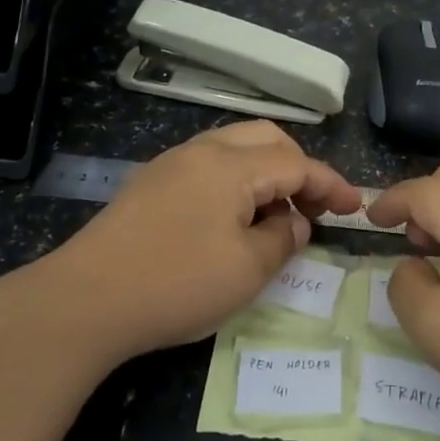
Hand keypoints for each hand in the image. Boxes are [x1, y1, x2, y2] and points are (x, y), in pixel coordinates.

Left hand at [51, 119, 362, 361]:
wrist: (84, 301)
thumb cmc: (177, 283)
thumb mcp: (247, 269)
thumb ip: (283, 238)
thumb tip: (295, 221)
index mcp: (231, 165)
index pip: (296, 163)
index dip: (331, 184)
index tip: (355, 207)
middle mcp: (202, 151)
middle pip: (266, 139)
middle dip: (299, 167)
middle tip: (312, 207)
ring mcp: (171, 165)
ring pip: (235, 149)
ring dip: (266, 173)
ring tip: (276, 216)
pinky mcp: (150, 186)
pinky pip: (208, 168)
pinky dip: (236, 183)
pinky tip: (233, 220)